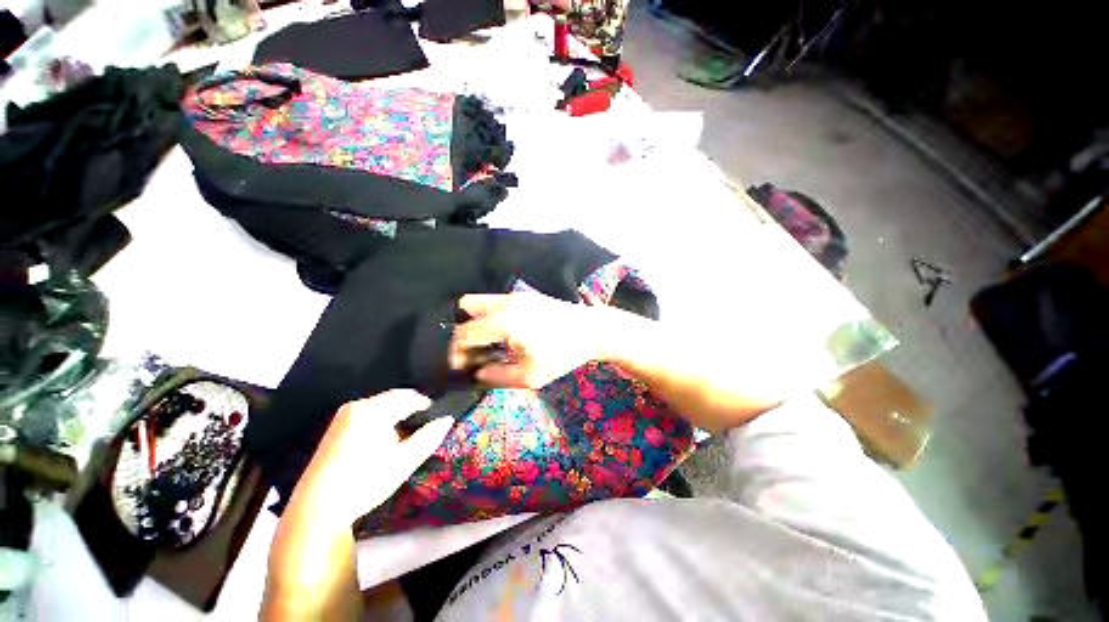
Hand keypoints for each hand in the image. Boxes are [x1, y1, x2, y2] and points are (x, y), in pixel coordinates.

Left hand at [294, 389, 453, 524]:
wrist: (316, 509)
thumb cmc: (364, 483)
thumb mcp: (404, 462)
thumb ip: (429, 437)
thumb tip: (447, 419)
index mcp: (373, 410)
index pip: (409, 397)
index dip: (427, 405)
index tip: (436, 418)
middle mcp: (357, 406)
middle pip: (395, 397)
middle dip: (411, 409)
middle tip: (423, 429)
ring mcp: (344, 415)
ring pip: (382, 405)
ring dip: (397, 414)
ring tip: (406, 436)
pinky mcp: (337, 426)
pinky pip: (369, 413)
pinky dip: (382, 420)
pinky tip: (385, 441)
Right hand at [449, 293, 604, 388]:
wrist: (591, 331)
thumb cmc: (563, 354)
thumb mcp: (531, 376)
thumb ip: (498, 377)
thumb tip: (478, 373)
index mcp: (503, 321)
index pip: (464, 332)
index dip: (456, 351)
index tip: (462, 366)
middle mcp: (505, 302)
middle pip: (466, 306)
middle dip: (464, 330)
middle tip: (477, 351)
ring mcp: (517, 296)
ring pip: (482, 302)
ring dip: (479, 322)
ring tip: (493, 345)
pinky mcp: (527, 296)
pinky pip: (498, 303)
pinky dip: (493, 317)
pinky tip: (509, 335)